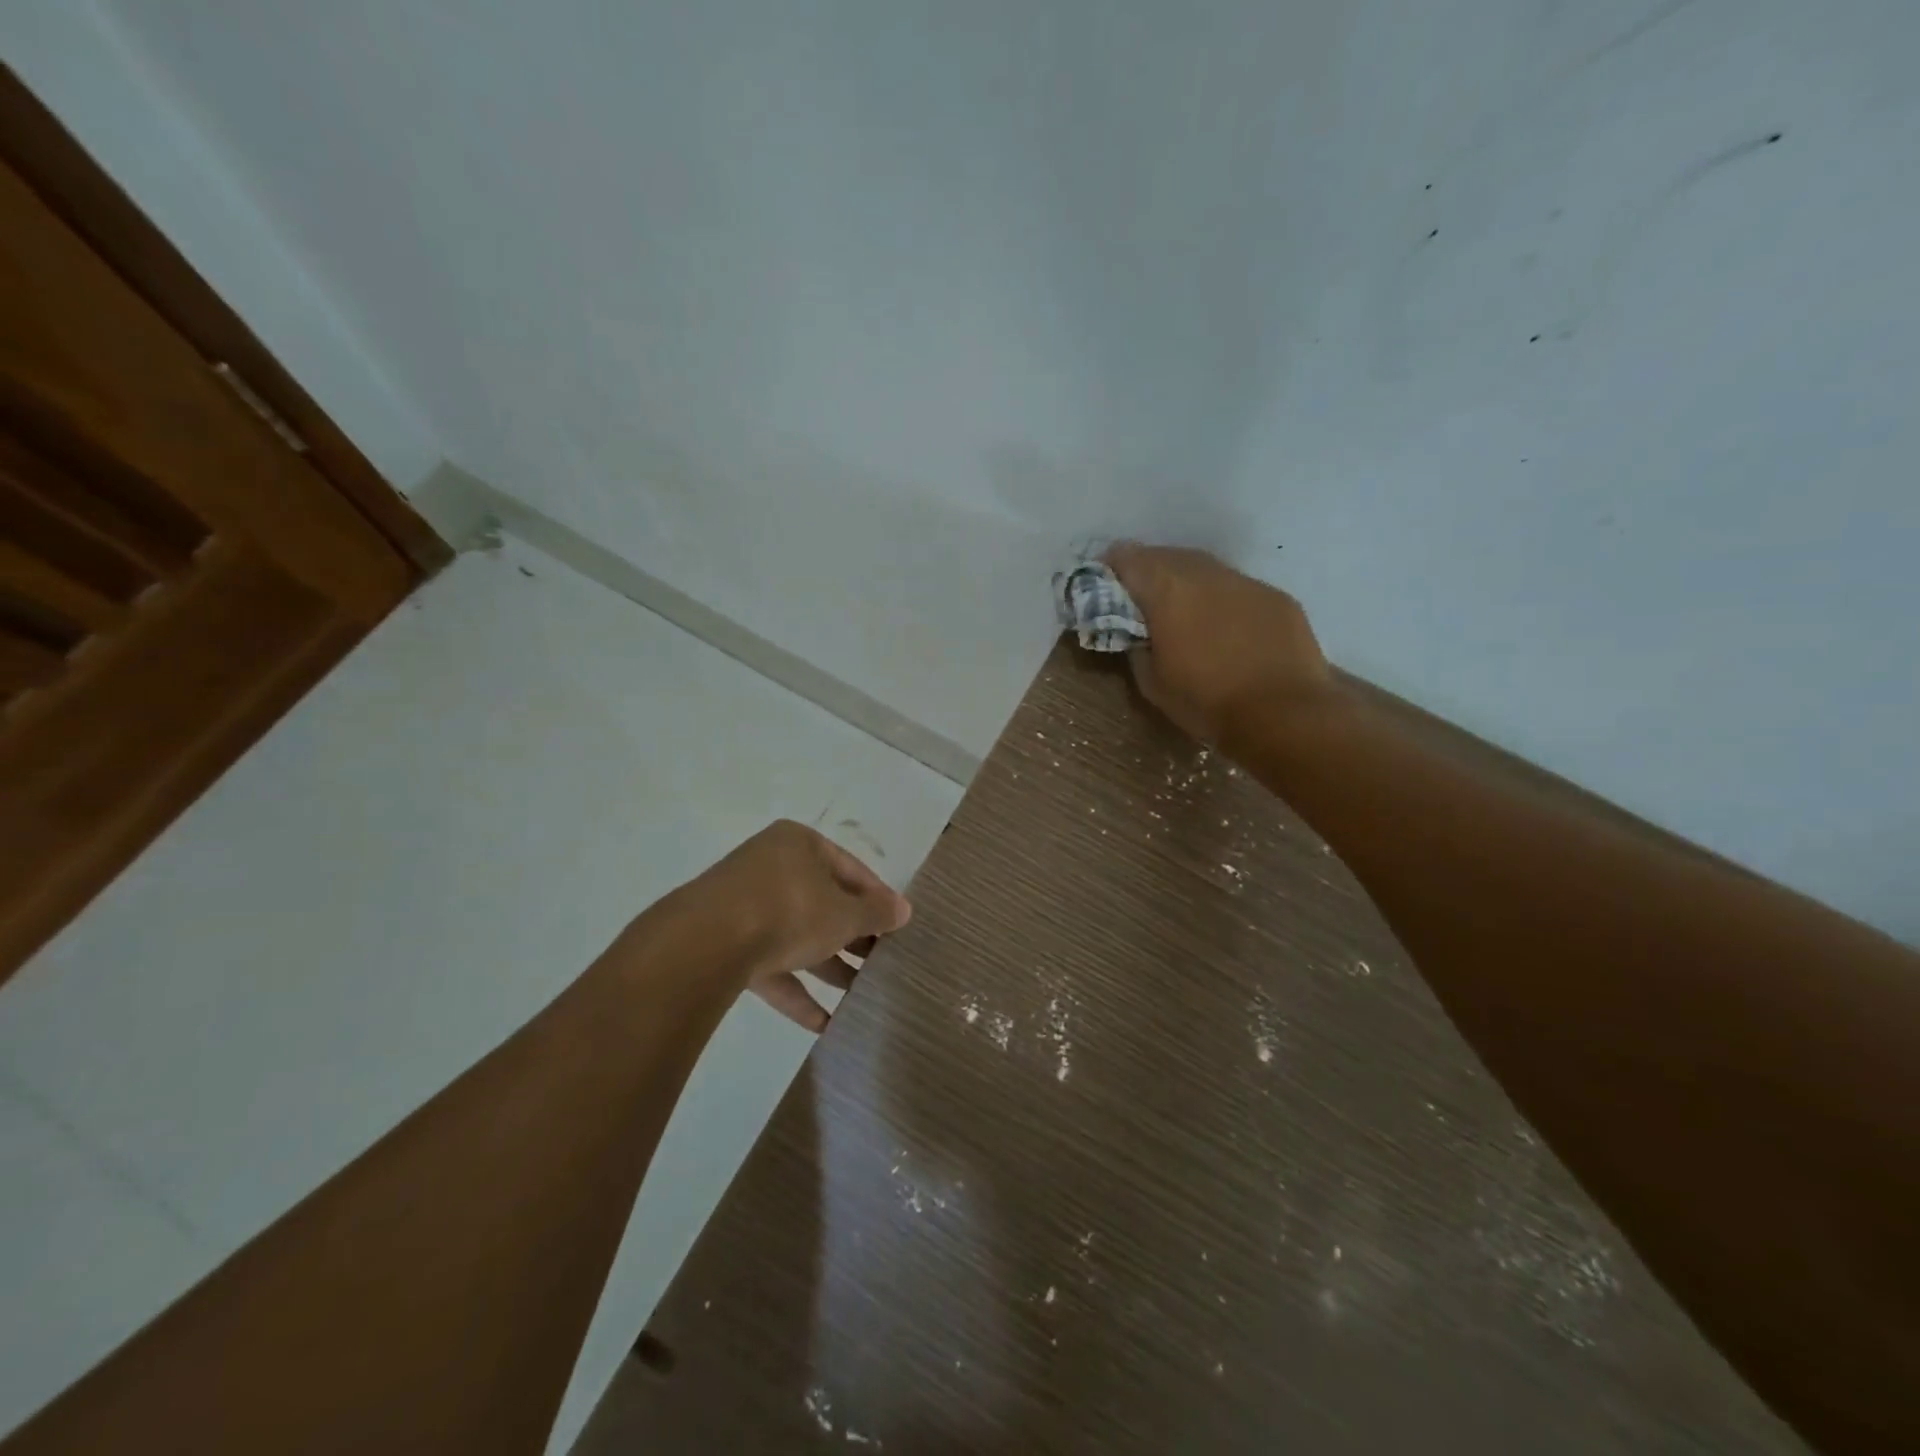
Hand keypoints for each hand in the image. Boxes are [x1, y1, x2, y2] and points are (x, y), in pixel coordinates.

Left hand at [690, 820, 911, 1030]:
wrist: (705, 943)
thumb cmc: (789, 909)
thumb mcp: (844, 913)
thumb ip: (875, 913)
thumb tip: (903, 910)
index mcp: (800, 844)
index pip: (850, 869)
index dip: (877, 899)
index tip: (898, 927)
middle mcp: (771, 868)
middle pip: (823, 903)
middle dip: (853, 936)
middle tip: (881, 963)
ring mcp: (744, 906)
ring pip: (797, 936)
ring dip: (828, 967)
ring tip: (861, 996)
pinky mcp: (725, 945)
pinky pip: (771, 965)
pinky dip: (796, 991)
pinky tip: (824, 1025)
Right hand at [1105, 543, 1332, 744]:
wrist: (1284, 713)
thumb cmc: (1206, 701)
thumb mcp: (1152, 682)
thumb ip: (1137, 648)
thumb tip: (1137, 636)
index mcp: (1165, 590)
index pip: (1126, 558)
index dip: (1110, 568)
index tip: (1104, 585)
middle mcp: (1204, 574)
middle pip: (1166, 556)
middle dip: (1148, 572)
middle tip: (1141, 599)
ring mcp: (1245, 582)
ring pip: (1205, 569)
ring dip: (1187, 583)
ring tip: (1183, 611)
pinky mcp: (1276, 597)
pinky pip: (1238, 589)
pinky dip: (1223, 600)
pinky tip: (1227, 628)